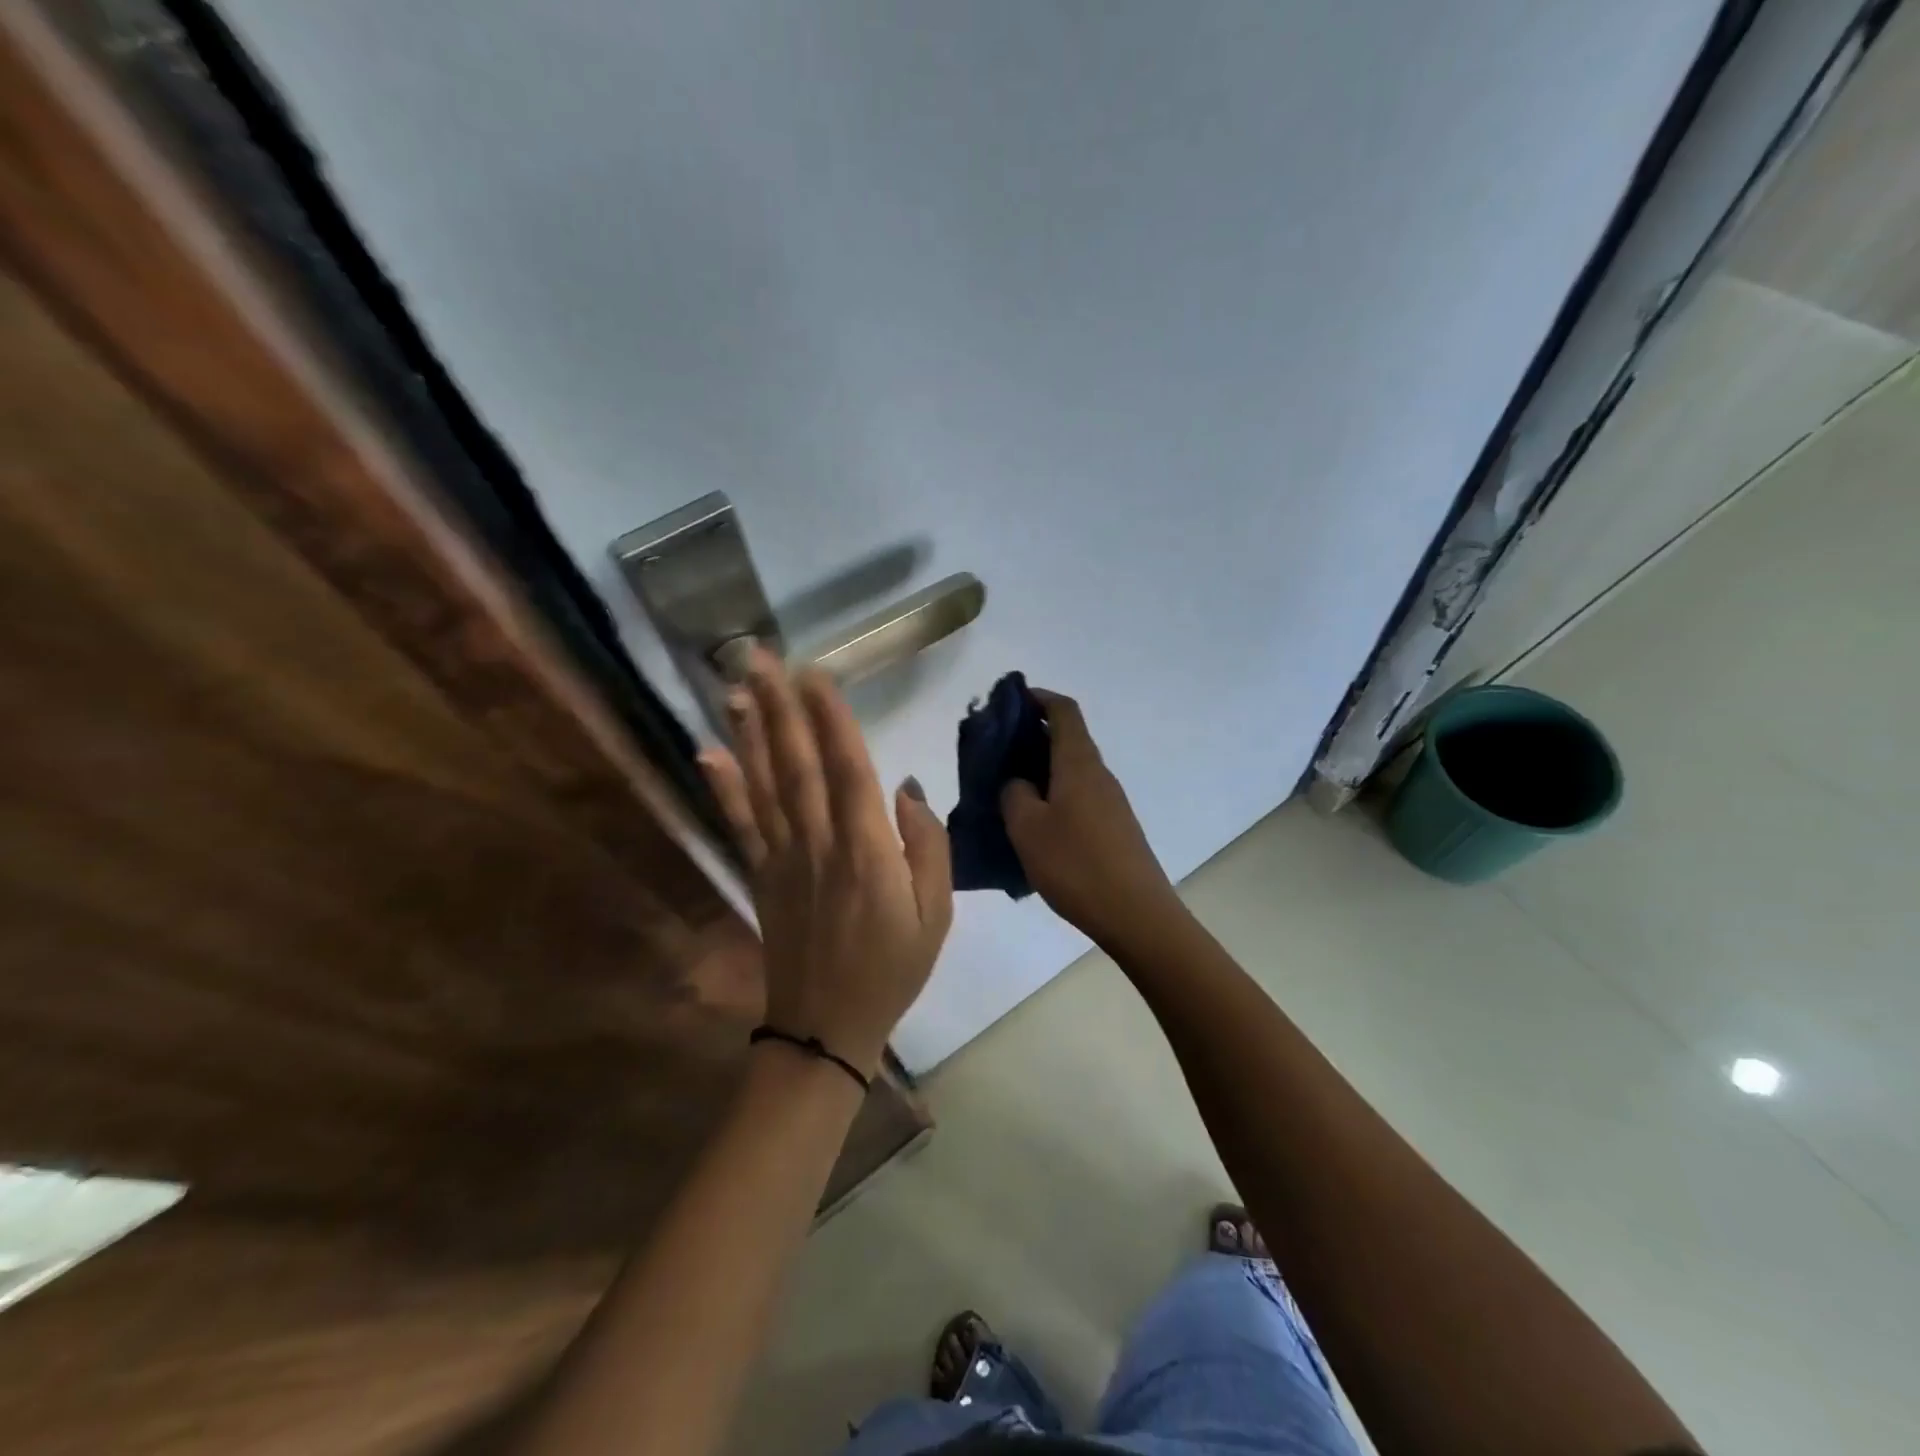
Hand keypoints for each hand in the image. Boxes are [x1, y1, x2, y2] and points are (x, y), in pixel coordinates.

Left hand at [698, 647, 952, 1075]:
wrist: (828, 1029)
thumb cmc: (893, 968)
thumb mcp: (936, 914)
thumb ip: (927, 846)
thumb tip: (905, 788)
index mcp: (868, 851)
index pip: (848, 769)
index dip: (830, 718)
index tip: (815, 673)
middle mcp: (820, 844)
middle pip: (797, 764)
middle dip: (780, 707)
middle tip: (760, 659)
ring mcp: (783, 859)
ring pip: (766, 784)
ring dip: (751, 733)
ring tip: (736, 688)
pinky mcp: (760, 876)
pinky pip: (740, 825)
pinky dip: (723, 787)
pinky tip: (709, 753)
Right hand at [1000, 689, 1180, 947]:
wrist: (1136, 915)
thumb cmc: (1076, 865)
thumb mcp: (1027, 828)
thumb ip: (1014, 794)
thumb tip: (1018, 782)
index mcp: (1079, 763)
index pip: (1063, 710)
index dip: (1038, 697)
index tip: (1008, 700)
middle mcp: (1099, 774)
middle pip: (1067, 738)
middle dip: (1032, 734)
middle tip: (995, 750)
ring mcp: (1111, 802)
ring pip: (1071, 769)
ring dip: (1041, 768)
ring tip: (1007, 788)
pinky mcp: (1114, 827)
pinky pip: (1078, 795)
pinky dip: (1054, 793)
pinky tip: (1034, 823)